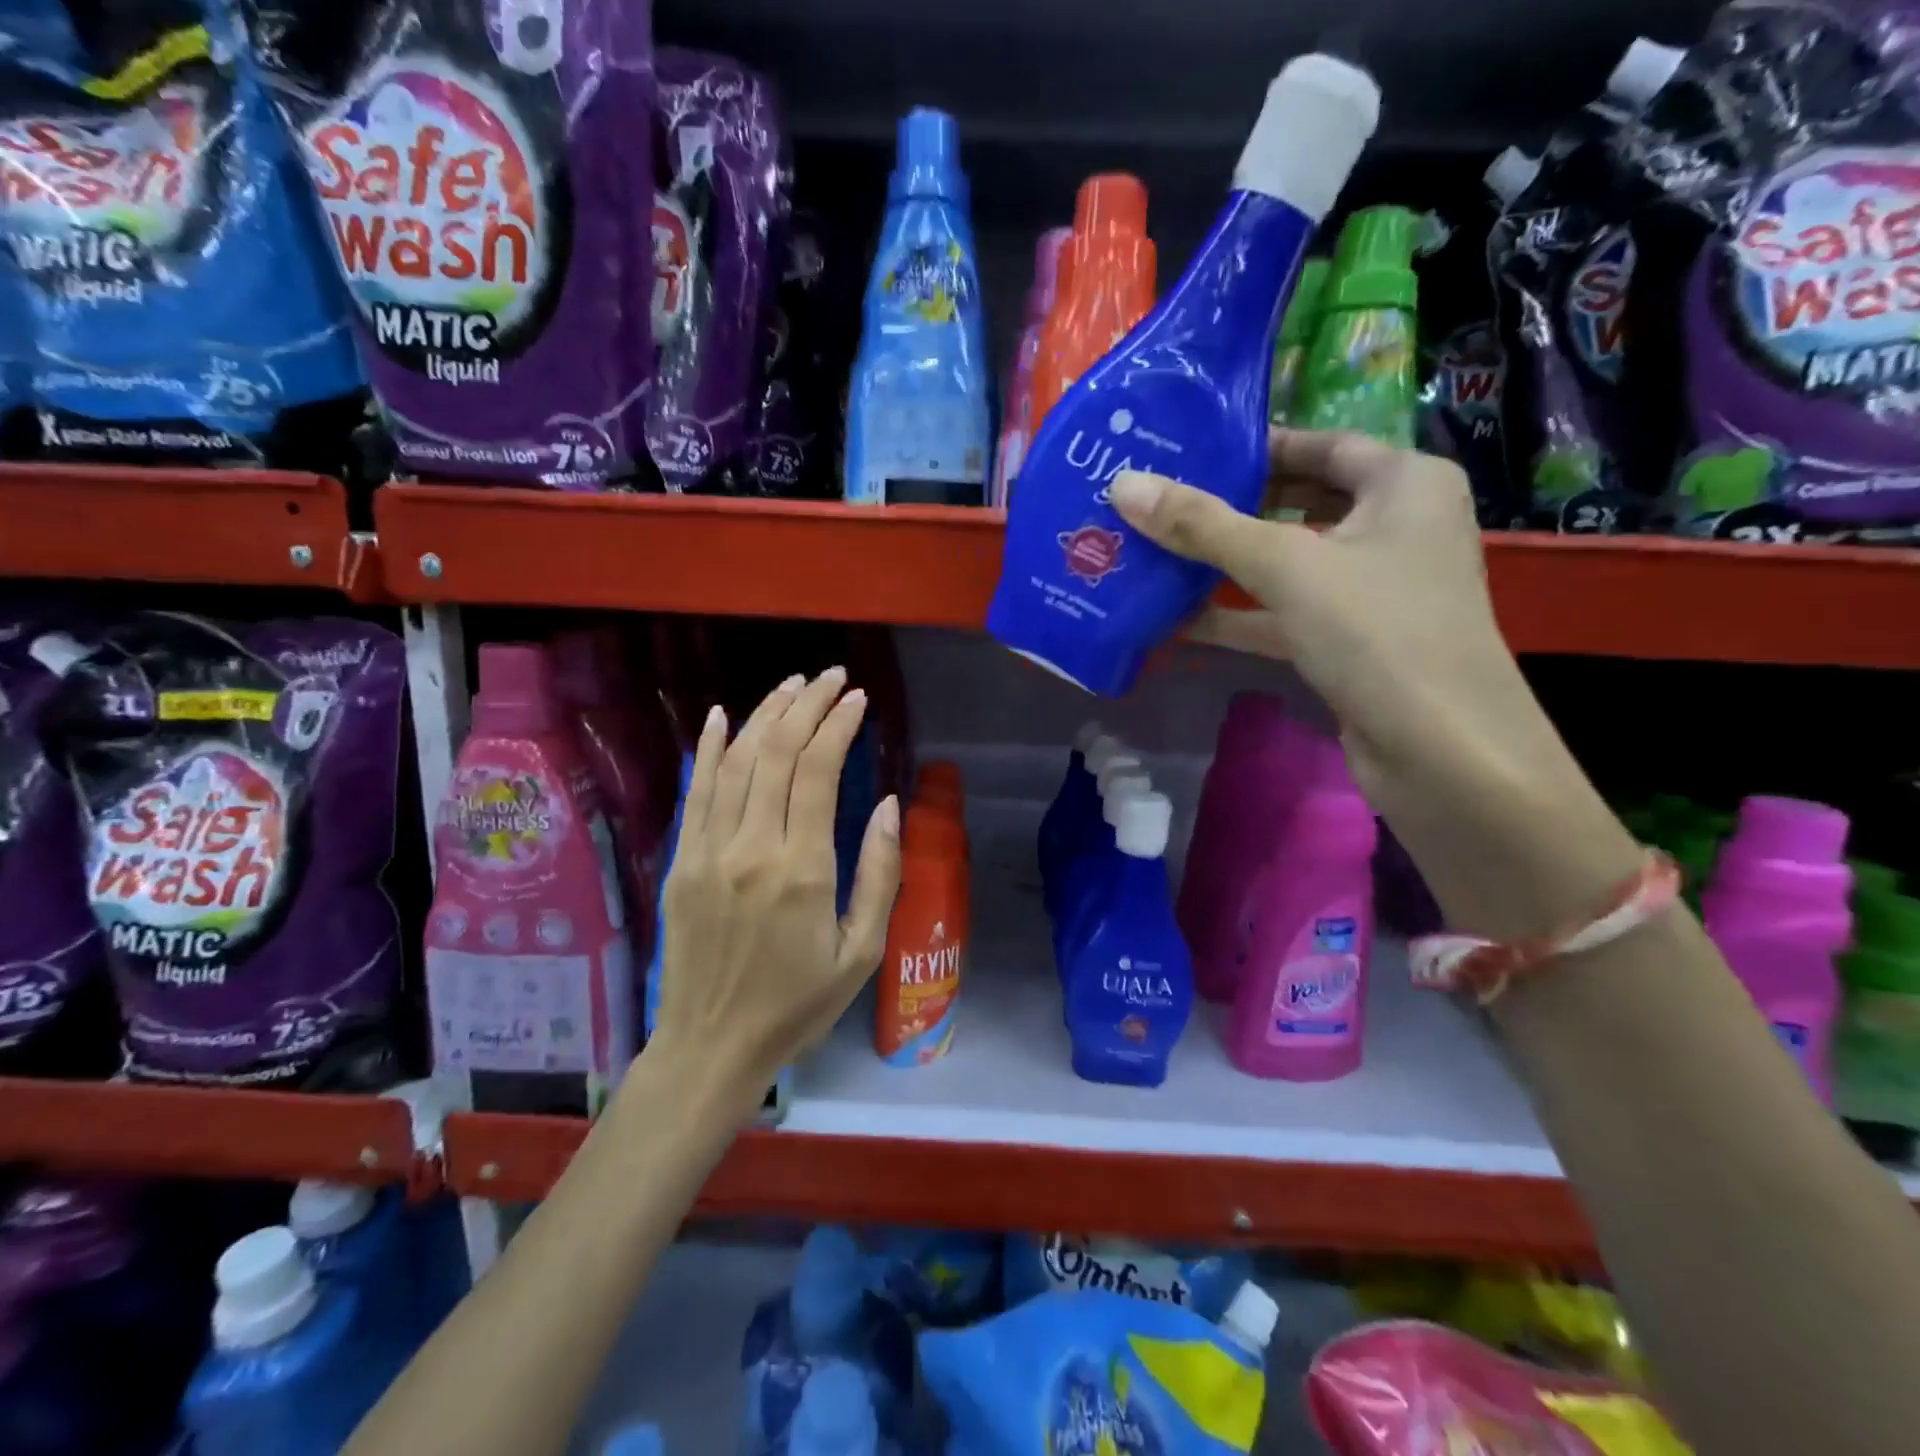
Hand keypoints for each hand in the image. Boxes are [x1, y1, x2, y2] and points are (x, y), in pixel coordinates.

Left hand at [649, 668, 900, 1114]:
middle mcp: (751, 848)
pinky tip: (721, 715)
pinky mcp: (681, 862)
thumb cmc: (797, 1005)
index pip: (817, 772)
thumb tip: (886, 805)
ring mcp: (708, 852)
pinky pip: (695, 792)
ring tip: (793, 685)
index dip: (838, 726)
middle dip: (807, 705)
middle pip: (776, 753)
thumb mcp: (861, 952)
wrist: (712, 1047)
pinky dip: (707, 748)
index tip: (858, 699)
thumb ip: (879, 875)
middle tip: (832, 677)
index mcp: (801, 871)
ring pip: (735, 762)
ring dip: (765, 715)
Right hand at [1110, 430, 1638, 938]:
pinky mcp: (1348, 642)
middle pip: (1297, 503)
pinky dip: (1235, 615)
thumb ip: (1203, 526)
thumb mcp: (1286, 566)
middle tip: (1155, 502)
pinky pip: (1282, 613)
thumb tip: (1123, 486)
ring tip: (1150, 553)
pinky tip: (1174, 618)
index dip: (1253, 445)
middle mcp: (1393, 527)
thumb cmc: (1378, 632)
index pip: (1319, 444)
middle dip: (1227, 507)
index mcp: (1403, 483)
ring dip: (1223, 565)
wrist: (1443, 754)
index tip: (1185, 452)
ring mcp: (1370, 590)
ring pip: (1285, 564)